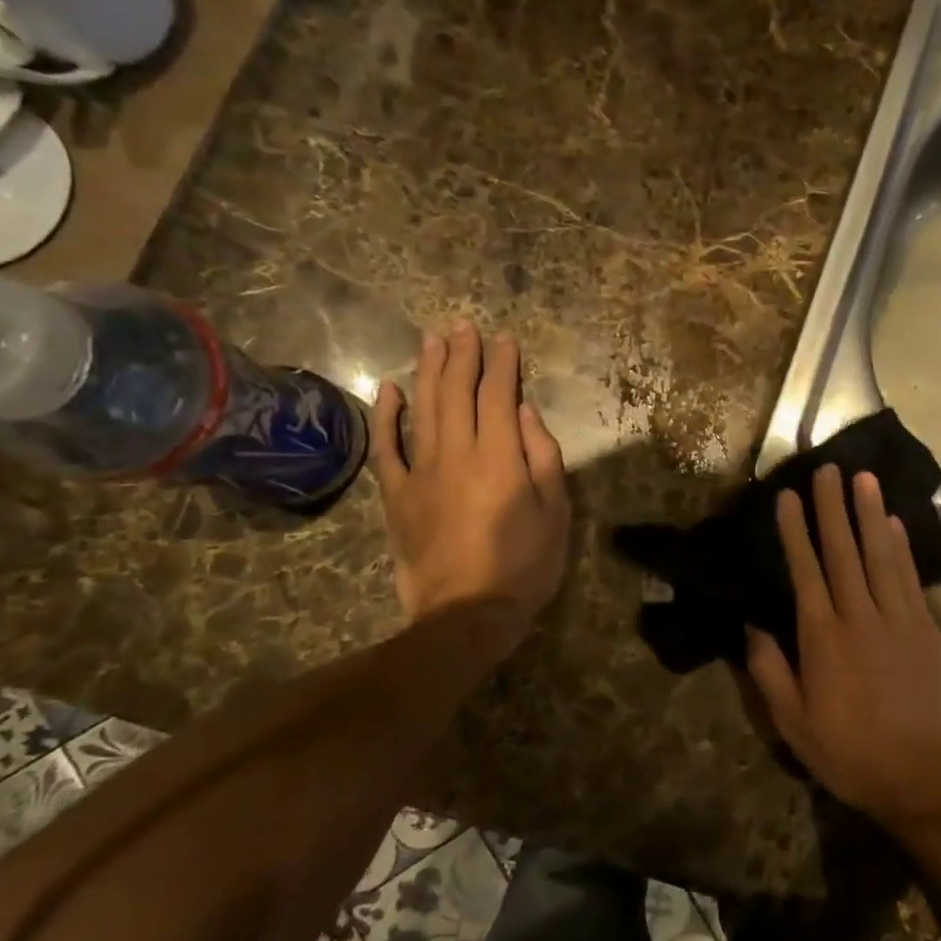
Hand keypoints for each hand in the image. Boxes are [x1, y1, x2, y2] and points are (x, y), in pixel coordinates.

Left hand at [373, 322, 570, 661]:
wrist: (465, 615)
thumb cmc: (524, 565)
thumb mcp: (555, 512)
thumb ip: (543, 457)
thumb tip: (524, 413)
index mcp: (500, 457)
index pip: (498, 396)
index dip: (502, 364)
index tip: (504, 339)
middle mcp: (457, 453)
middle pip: (456, 392)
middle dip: (462, 355)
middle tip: (463, 325)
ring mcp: (421, 472)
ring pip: (422, 409)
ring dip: (427, 370)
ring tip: (432, 339)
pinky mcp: (396, 495)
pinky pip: (386, 448)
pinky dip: (385, 416)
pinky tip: (387, 389)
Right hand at [745, 465, 940, 839]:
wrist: (922, 777)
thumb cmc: (849, 753)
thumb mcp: (793, 724)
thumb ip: (770, 671)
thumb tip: (752, 624)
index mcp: (823, 638)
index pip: (806, 571)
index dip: (796, 531)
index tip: (789, 496)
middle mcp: (860, 617)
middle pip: (844, 551)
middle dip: (833, 507)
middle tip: (828, 468)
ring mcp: (899, 619)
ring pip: (881, 555)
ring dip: (871, 514)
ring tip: (864, 478)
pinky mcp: (927, 629)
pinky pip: (911, 578)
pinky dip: (903, 547)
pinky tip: (896, 523)